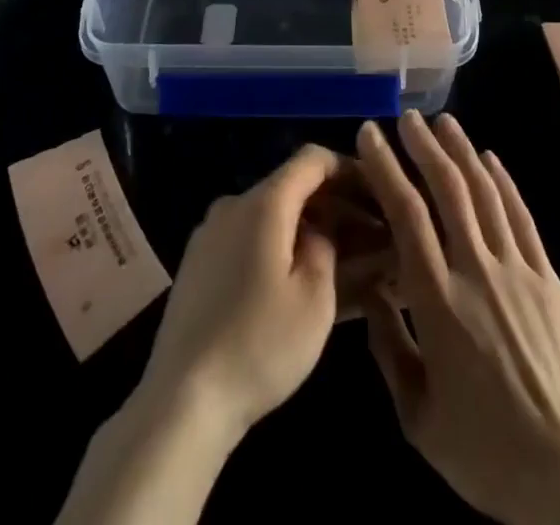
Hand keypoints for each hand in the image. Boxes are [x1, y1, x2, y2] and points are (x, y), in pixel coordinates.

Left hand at [138, 144, 348, 442]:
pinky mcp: (199, 264)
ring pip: (271, 216)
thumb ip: (327, 246)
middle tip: (370, 237)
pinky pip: (249, 239)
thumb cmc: (259, 345)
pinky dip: (280, 248)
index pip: (312, 159)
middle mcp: (233, 204)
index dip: (349, 169)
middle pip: (292, 187)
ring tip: (342, 264)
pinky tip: (298, 282)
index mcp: (263, 203)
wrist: (181, 400)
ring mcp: (211, 234)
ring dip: (308, 230)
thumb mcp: (315, 299)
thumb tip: (323, 228)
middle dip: (334, 206)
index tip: (378, 193)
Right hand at [357, 112, 559, 524]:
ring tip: (444, 121)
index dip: (386, 167)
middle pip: (448, 190)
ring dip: (463, 151)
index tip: (370, 134)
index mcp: (438, 302)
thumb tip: (369, 292)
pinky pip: (522, 218)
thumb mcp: (419, 418)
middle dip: (424, 146)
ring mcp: (518, 271)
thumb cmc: (487, 454)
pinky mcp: (549, 279)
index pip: (406, 214)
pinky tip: (491, 158)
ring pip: (486, 193)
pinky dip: (504, 182)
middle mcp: (477, 271)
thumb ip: (389, 349)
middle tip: (407, 116)